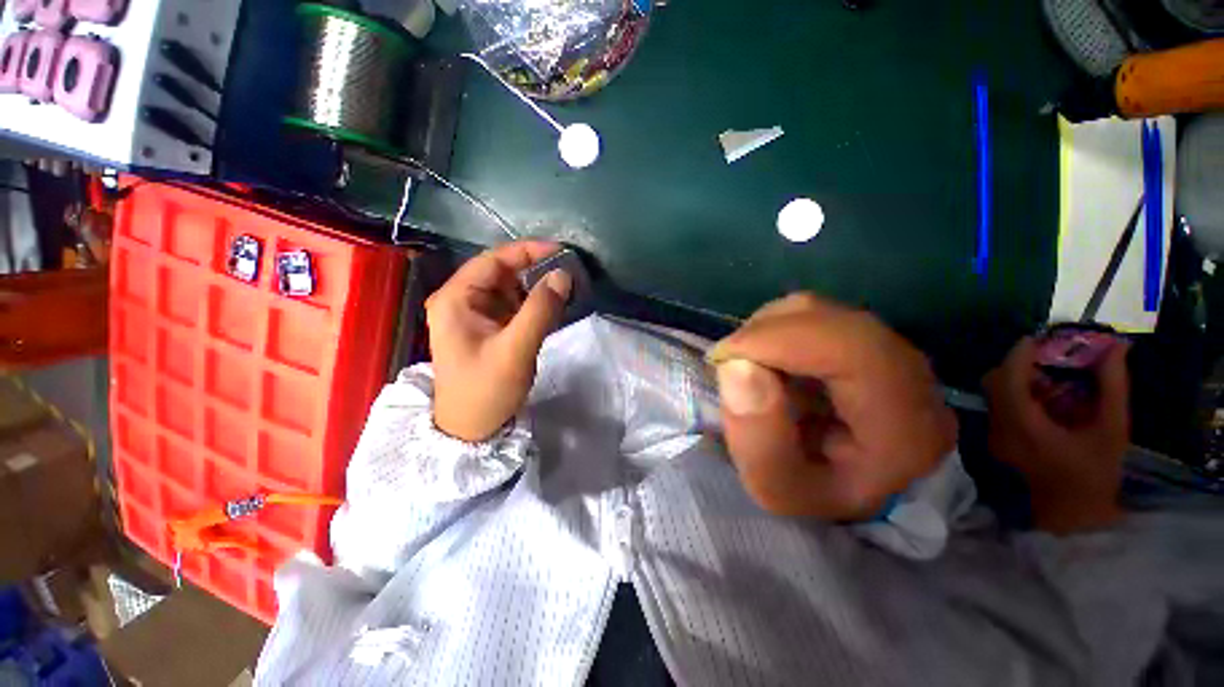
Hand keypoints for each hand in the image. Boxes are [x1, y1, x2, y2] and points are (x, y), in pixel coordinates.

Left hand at [427, 241, 571, 441]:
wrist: (471, 429)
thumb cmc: (486, 390)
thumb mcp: (515, 350)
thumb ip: (540, 310)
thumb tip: (563, 275)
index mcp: (456, 298)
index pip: (493, 260)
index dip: (527, 252)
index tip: (561, 251)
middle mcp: (462, 300)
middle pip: (501, 273)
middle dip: (535, 271)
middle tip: (568, 272)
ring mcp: (475, 315)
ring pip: (510, 289)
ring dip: (536, 288)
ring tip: (565, 290)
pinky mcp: (488, 328)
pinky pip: (513, 306)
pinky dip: (533, 305)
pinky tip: (552, 308)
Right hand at [709, 294, 956, 519]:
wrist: (854, 488)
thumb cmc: (819, 494)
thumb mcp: (778, 490)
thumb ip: (758, 444)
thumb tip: (736, 367)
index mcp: (906, 425)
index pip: (851, 348)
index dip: (778, 340)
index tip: (725, 357)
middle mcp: (912, 376)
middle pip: (829, 319)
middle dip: (763, 333)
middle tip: (728, 362)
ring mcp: (890, 349)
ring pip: (819, 311)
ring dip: (768, 330)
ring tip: (747, 365)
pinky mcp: (867, 338)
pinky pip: (814, 315)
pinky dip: (777, 328)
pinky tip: (767, 359)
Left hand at [983, 338, 1129, 533]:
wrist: (1072, 515)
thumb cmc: (1095, 474)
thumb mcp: (1112, 429)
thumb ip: (1112, 387)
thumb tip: (1114, 348)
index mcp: (1023, 426)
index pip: (1008, 380)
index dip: (1018, 356)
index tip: (1036, 339)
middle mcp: (998, 427)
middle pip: (994, 383)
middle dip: (1017, 365)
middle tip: (1047, 357)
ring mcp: (992, 435)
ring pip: (994, 394)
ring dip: (1017, 380)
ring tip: (1051, 379)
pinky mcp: (995, 440)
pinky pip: (998, 407)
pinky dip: (1017, 395)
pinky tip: (1045, 400)